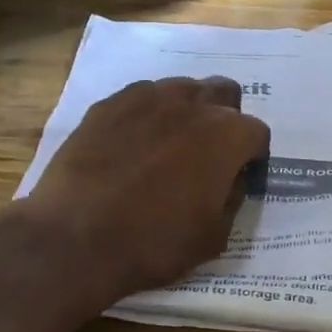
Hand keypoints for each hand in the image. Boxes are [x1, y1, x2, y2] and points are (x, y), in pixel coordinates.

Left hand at [16, 77, 269, 308]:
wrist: (75, 237)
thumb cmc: (154, 242)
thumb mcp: (214, 236)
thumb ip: (233, 198)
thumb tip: (231, 178)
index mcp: (228, 135)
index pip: (256, 133)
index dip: (250, 156)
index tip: (237, 176)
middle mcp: (194, 103)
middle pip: (224, 93)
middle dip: (224, 117)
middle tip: (207, 153)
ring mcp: (149, 97)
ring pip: (183, 89)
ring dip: (187, 110)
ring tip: (168, 145)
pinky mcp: (110, 102)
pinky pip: (142, 97)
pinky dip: (147, 115)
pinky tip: (131, 144)